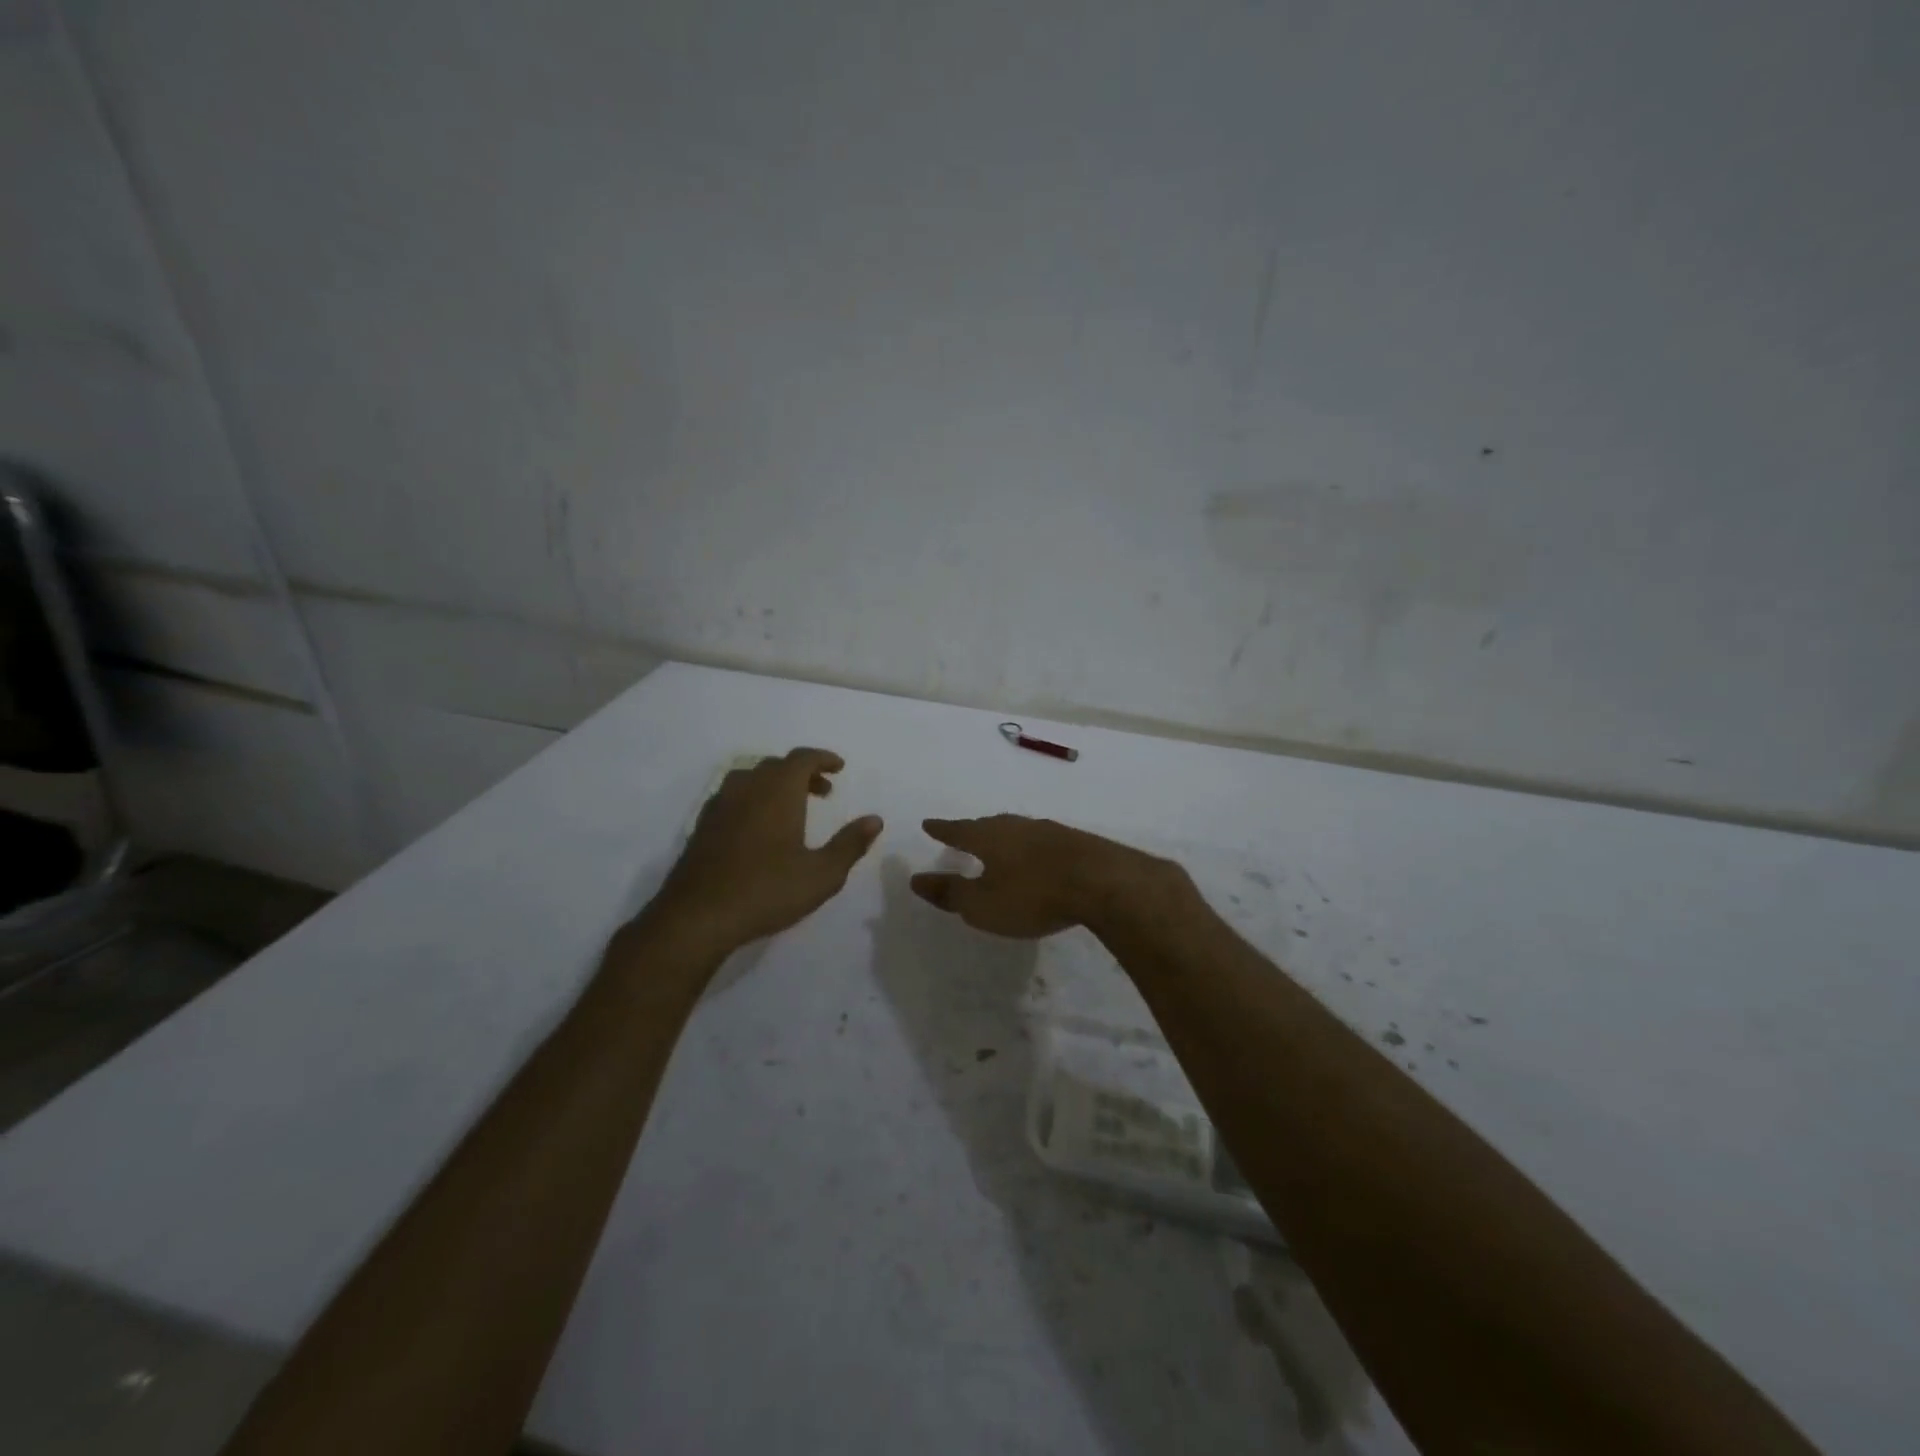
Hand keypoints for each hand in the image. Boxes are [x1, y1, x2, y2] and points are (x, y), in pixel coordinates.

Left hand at [648, 748, 881, 954]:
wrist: (697, 916)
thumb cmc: (767, 891)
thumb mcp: (822, 874)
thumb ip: (850, 844)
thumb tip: (874, 820)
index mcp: (778, 791)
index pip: (802, 758)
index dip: (823, 759)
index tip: (839, 768)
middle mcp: (747, 788)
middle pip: (777, 765)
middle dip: (803, 772)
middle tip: (824, 791)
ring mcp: (720, 805)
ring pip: (752, 778)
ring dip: (776, 784)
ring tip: (793, 807)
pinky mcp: (703, 826)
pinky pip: (734, 796)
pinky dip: (754, 798)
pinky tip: (760, 827)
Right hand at [910, 815, 1180, 938]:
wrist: (1102, 882)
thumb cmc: (1033, 895)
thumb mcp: (983, 904)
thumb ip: (950, 892)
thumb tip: (915, 879)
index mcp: (989, 837)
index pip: (958, 830)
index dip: (942, 830)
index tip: (928, 824)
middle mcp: (1016, 826)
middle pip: (988, 825)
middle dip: (973, 830)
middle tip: (962, 832)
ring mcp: (1048, 831)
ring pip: (1016, 830)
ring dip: (1003, 837)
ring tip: (997, 843)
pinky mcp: (1074, 842)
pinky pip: (1040, 840)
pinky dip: (1029, 847)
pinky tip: (1036, 856)